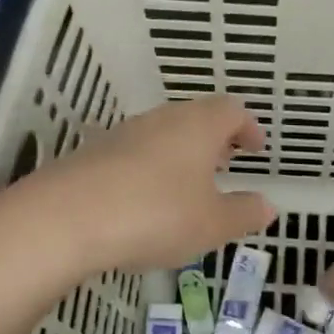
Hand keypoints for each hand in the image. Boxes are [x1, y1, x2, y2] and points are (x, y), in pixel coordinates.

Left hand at [20, 96, 275, 272]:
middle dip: (214, 139)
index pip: (231, 110)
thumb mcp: (212, 224)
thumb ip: (244, 213)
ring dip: (180, 154)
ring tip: (188, 186)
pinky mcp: (92, 154)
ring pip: (162, 135)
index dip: (247, 126)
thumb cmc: (156, 214)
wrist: (66, 218)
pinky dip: (149, 170)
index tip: (255, 147)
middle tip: (225, 163)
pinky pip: (133, 154)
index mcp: (198, 126)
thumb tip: (267, 205)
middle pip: (195, 118)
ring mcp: (122, 134)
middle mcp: (160, 119)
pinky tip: (145, 201)